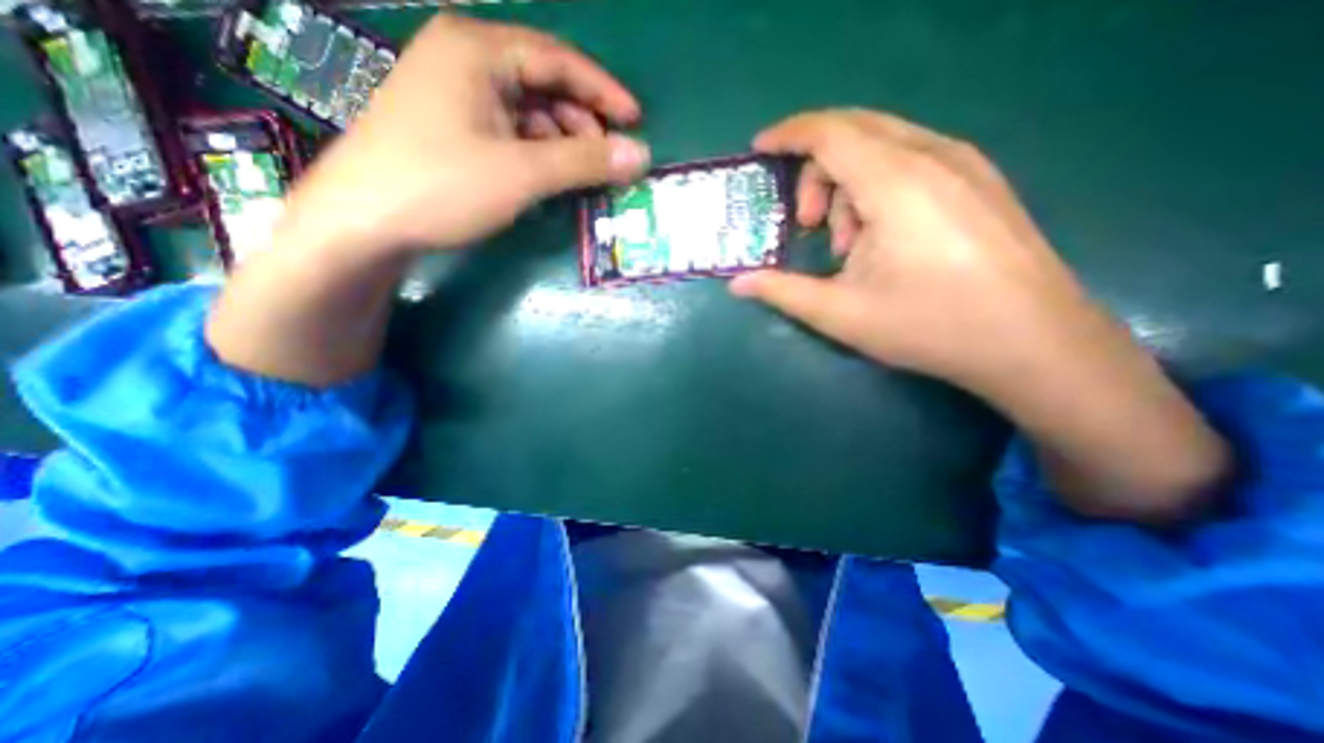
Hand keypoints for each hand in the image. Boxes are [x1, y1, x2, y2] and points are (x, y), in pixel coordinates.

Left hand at [205, 17, 650, 387]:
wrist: (364, 222)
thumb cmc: (444, 185)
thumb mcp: (523, 172)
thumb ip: (585, 161)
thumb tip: (641, 155)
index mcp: (478, 49)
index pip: (560, 59)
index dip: (604, 92)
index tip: (636, 122)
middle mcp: (465, 59)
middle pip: (544, 84)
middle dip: (582, 122)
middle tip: (608, 160)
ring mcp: (454, 94)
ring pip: (528, 112)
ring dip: (562, 141)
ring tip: (582, 174)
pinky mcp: (451, 127)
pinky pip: (510, 131)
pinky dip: (537, 152)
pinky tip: (548, 176)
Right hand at [727, 107, 1090, 394]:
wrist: (1034, 343)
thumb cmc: (930, 326)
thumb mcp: (841, 314)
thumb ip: (782, 291)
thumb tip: (737, 284)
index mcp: (896, 183)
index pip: (830, 132)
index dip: (788, 134)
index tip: (759, 150)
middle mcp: (933, 157)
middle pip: (855, 131)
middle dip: (814, 170)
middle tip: (805, 224)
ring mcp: (965, 165)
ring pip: (883, 146)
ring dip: (847, 185)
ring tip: (846, 244)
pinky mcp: (979, 182)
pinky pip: (912, 160)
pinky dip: (877, 187)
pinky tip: (880, 237)